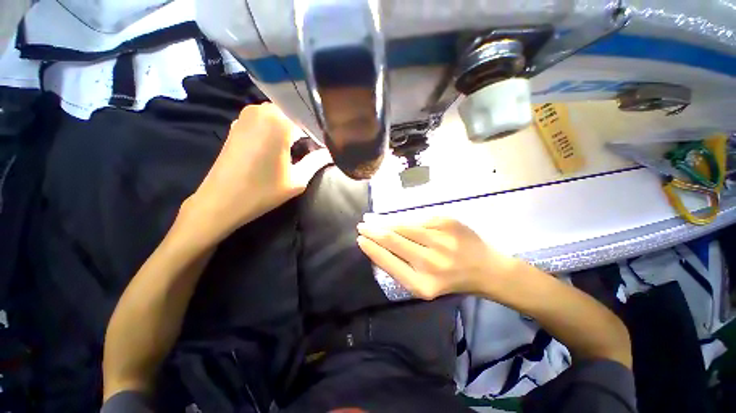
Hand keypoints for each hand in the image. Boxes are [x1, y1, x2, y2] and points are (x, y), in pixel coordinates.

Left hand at [183, 104, 331, 240]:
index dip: (321, 131)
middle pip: (295, 113)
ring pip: (280, 115)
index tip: (328, 144)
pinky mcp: (238, 123)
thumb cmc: (262, 191)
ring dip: (292, 127)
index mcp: (279, 121)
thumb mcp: (297, 180)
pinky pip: (265, 120)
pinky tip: (280, 144)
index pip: (309, 118)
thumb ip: (317, 162)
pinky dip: (276, 128)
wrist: (221, 200)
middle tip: (315, 145)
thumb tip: (330, 153)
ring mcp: (246, 115)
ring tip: (300, 145)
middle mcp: (262, 110)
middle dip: (307, 127)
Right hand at [357, 218, 517, 299]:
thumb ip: (399, 267)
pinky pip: (417, 219)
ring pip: (403, 226)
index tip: (360, 239)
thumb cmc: (450, 279)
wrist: (485, 268)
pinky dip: (403, 219)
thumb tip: (376, 247)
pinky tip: (395, 219)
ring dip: (385, 222)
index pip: (388, 261)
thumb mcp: (423, 284)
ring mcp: (440, 239)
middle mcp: (431, 262)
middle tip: (362, 226)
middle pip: (392, 240)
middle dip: (373, 231)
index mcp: (422, 284)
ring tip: (373, 220)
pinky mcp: (447, 222)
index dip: (372, 248)